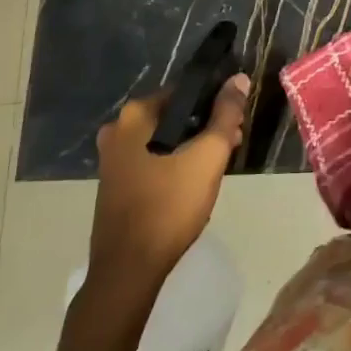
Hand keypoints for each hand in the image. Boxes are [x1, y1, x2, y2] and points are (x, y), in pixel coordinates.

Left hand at [89, 75, 248, 287]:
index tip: (236, 122)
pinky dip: (172, 164)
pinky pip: (151, 160)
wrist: (128, 270)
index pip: (185, 92)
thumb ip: (226, 113)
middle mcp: (117, 129)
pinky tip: (191, 183)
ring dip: (191, 147)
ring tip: (216, 167)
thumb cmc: (170, 204)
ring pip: (163, 140)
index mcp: (135, 115)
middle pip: (174, 116)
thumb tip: (239, 79)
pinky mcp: (113, 184)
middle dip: (205, 127)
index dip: (216, 102)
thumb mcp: (208, 155)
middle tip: (231, 145)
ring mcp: (111, 159)